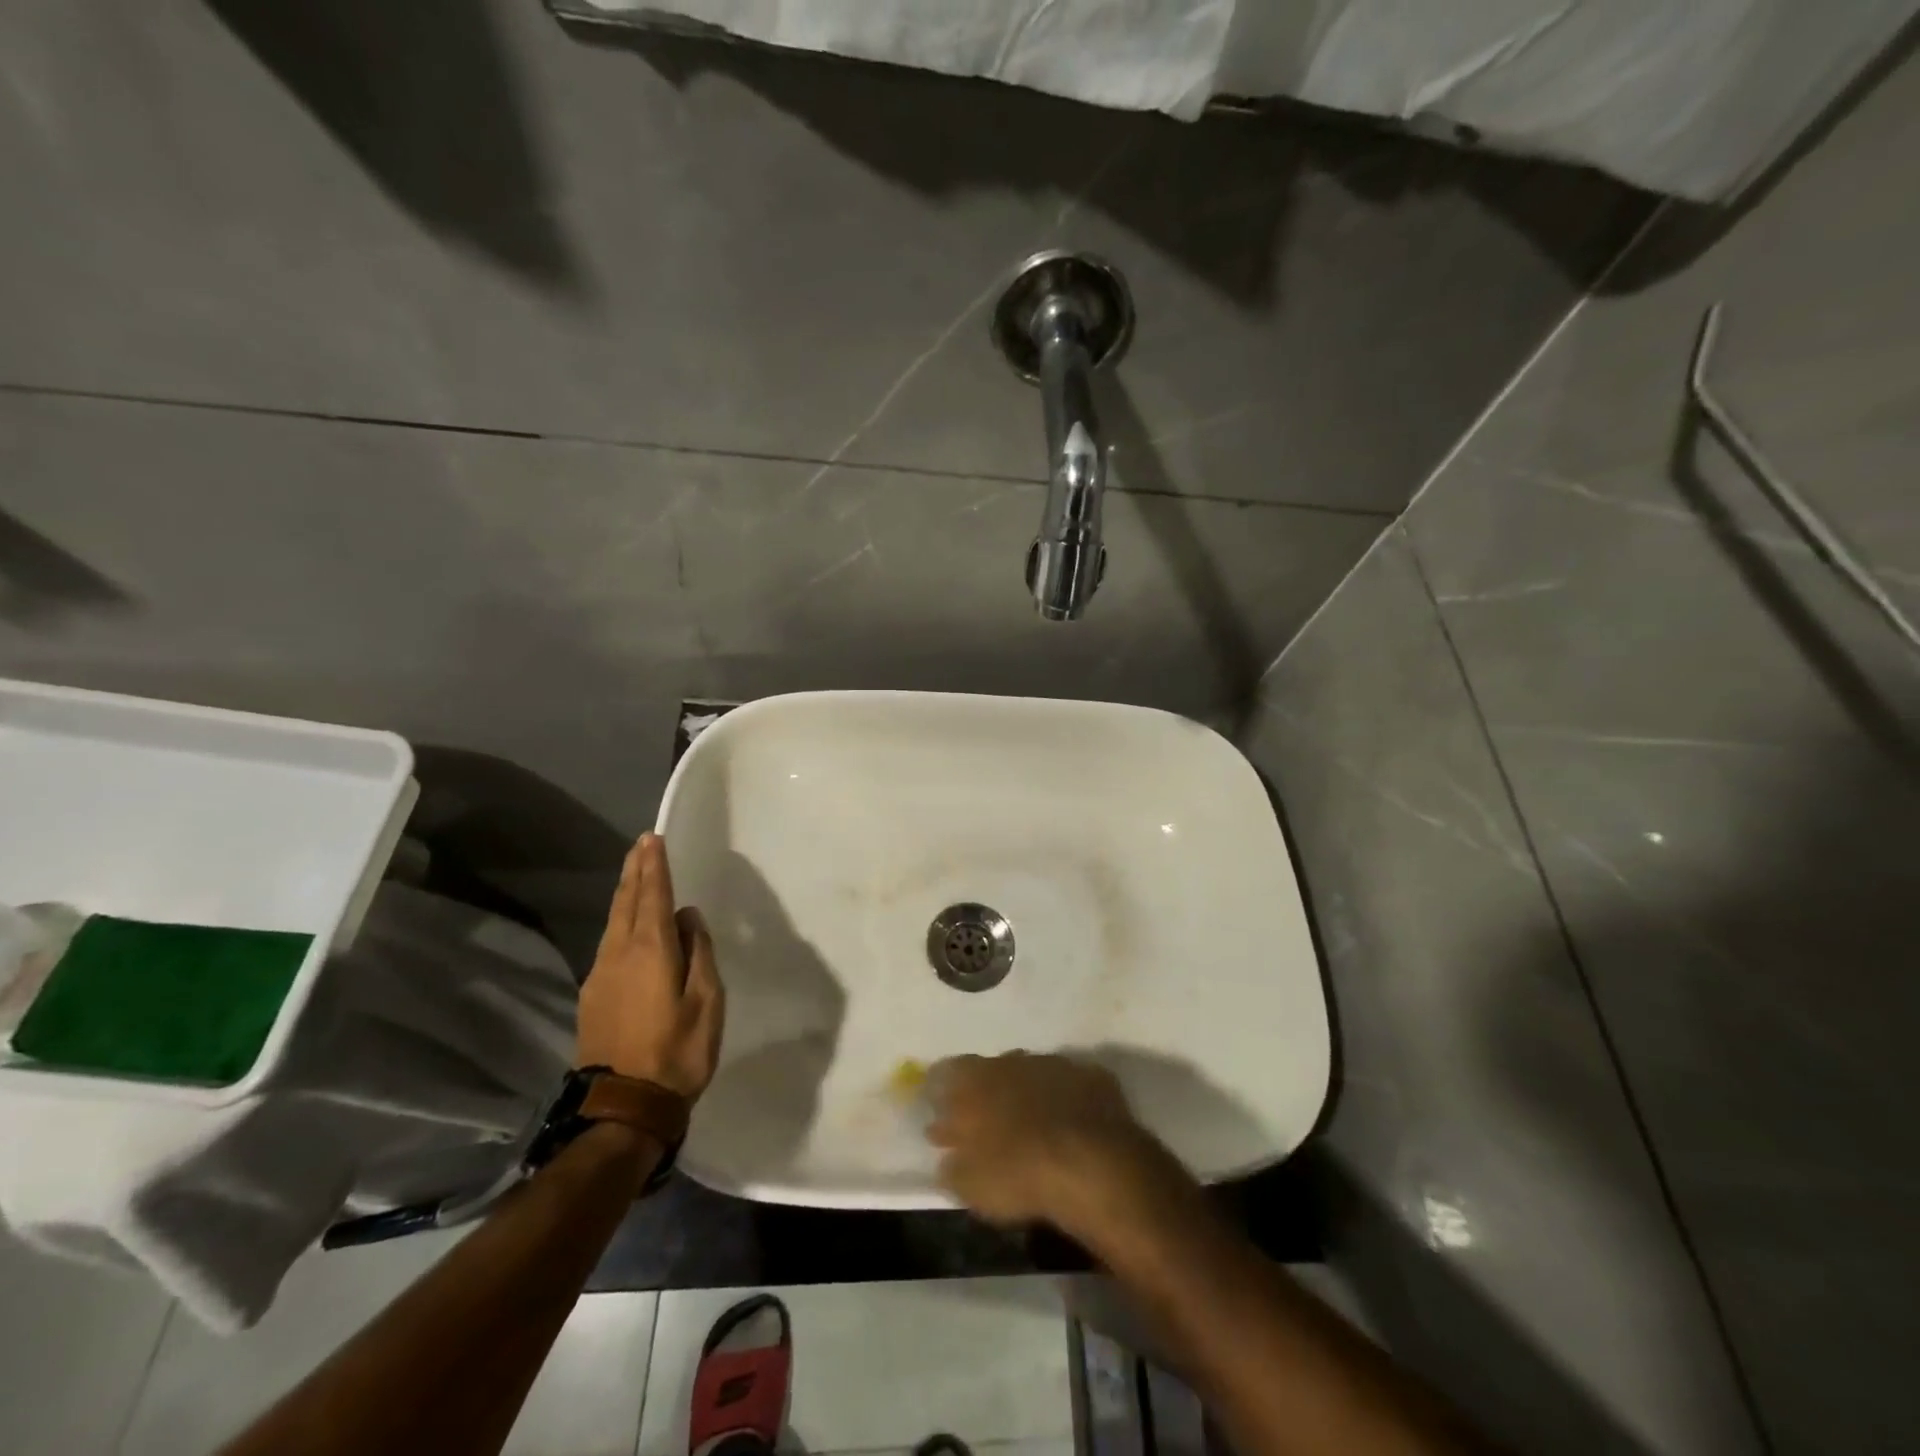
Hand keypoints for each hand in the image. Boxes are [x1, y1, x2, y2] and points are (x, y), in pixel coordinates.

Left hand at [575, 834, 724, 1098]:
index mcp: (651, 950)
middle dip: (634, 871)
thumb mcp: (707, 1001)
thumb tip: (689, 919)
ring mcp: (600, 975)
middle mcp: (619, 953)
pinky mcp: (592, 996)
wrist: (623, 1107)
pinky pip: (608, 944)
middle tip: (640, 844)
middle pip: (626, 902)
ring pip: (613, 922)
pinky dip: (619, 921)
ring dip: (625, 893)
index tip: (652, 839)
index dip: (654, 867)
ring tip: (634, 874)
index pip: (654, 896)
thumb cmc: (678, 1051)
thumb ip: (699, 954)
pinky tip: (626, 925)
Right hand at [927, 1051, 1165, 1236]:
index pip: (949, 1072)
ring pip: (1033, 1072)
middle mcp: (1012, 1060)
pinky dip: (1065, 1099)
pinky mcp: (1091, 1075)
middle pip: (992, 1069)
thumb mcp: (972, 1185)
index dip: (944, 1090)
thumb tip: (944, 1157)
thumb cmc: (1020, 1174)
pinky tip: (1070, 1123)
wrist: (1092, 1164)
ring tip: (1032, 1123)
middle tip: (990, 1122)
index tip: (943, 1111)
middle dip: (988, 1091)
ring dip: (1028, 1091)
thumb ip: (953, 1167)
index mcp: (976, 1080)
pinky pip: (1070, 1083)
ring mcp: (1054, 1064)